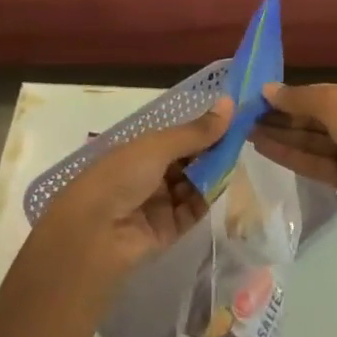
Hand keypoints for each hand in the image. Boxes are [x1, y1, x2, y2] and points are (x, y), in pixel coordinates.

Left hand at [29, 99, 234, 282]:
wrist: (95, 233)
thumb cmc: (120, 176)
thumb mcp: (158, 146)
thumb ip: (196, 131)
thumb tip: (229, 103)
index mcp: (139, 150)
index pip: (177, 137)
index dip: (202, 129)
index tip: (232, 118)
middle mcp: (149, 175)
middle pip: (188, 161)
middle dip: (211, 152)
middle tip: (241, 139)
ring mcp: (158, 203)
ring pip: (193, 185)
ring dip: (211, 174)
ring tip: (234, 160)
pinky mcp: (168, 230)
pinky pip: (193, 210)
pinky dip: (206, 198)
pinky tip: (222, 185)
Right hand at [248, 83, 336, 262]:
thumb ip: (300, 98)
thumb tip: (266, 89)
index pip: (322, 92)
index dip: (291, 94)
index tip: (257, 96)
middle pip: (316, 116)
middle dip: (282, 115)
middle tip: (244, 115)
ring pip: (313, 140)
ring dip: (281, 135)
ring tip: (244, 131)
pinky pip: (315, 162)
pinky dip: (291, 154)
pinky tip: (262, 147)